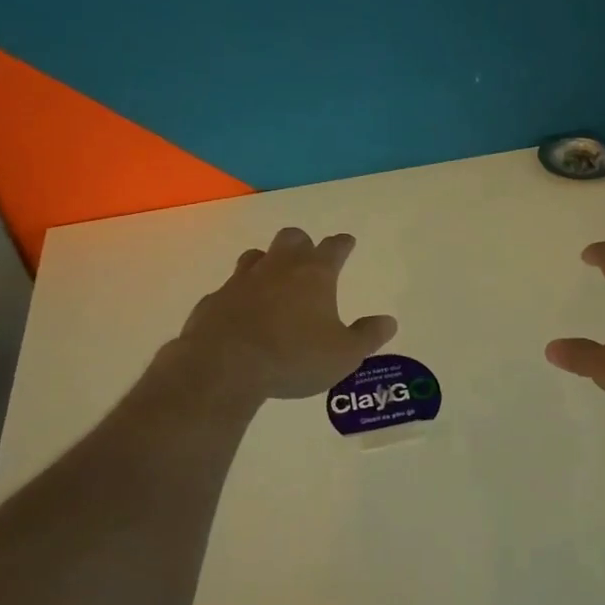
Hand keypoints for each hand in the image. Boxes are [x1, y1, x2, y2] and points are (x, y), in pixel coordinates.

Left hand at [173, 228, 397, 400]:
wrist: (225, 366)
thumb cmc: (294, 357)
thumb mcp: (344, 355)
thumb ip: (367, 336)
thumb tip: (389, 322)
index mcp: (314, 275)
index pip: (334, 248)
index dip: (343, 244)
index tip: (347, 242)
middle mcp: (278, 267)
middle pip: (292, 239)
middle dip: (303, 244)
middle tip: (309, 257)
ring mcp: (242, 280)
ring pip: (257, 256)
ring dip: (268, 262)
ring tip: (274, 279)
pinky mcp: (215, 300)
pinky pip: (230, 287)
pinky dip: (240, 294)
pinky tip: (242, 311)